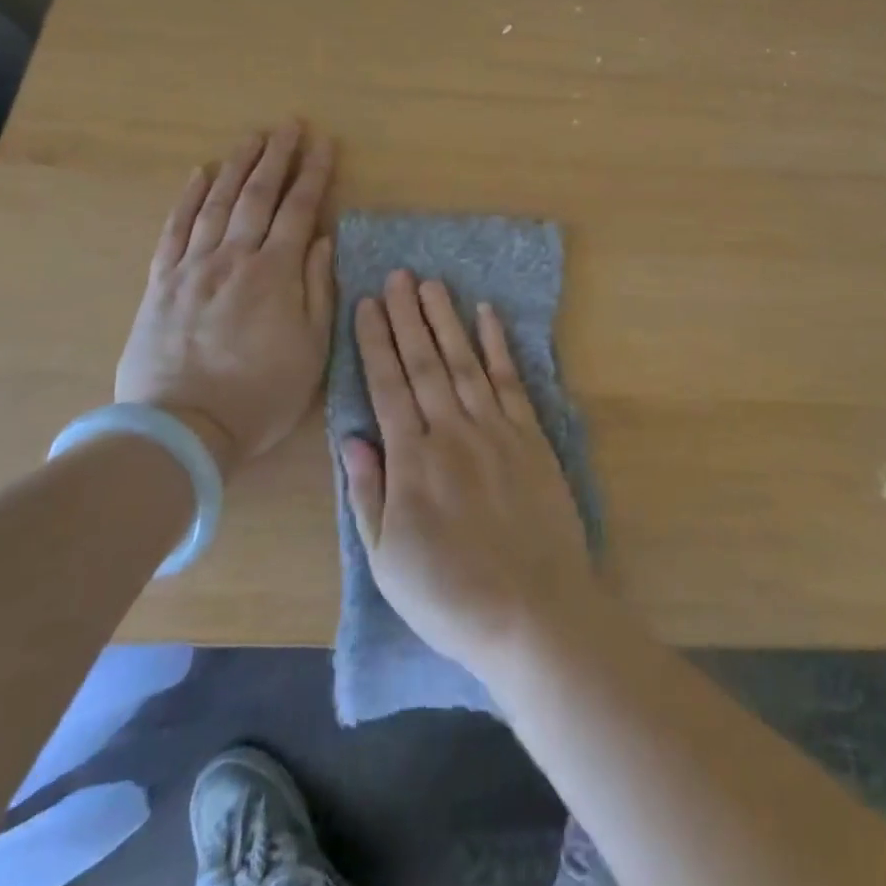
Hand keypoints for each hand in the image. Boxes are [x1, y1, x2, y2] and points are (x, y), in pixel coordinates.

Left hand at [116, 124, 335, 475]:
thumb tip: (323, 241)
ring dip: (237, 166)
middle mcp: (233, 258)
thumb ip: (318, 289)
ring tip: (252, 137)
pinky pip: (175, 230)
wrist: (181, 429)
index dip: (314, 174)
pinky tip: (199, 174)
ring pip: (217, 203)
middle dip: (277, 156)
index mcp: (275, 273)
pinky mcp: (161, 283)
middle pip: (257, 195)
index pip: (299, 210)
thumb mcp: (312, 349)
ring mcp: (192, 267)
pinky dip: (188, 199)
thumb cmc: (261, 394)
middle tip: (290, 125)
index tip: (325, 143)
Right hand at [340, 271, 595, 678]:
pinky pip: (511, 379)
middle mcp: (451, 431)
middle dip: (407, 316)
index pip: (387, 385)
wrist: (532, 610)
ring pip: (465, 361)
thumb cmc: (450, 595)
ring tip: (432, 284)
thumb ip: (368, 493)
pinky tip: (487, 316)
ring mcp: (495, 429)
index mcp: (411, 461)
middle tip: (397, 275)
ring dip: (447, 319)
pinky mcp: (531, 435)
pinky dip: (498, 345)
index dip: (375, 342)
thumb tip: (352, 437)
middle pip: (424, 362)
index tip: (366, 303)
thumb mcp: (387, 559)